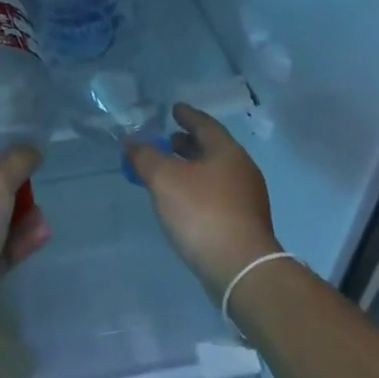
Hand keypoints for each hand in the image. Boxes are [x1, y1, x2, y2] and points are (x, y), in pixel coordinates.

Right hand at [126, 103, 276, 295]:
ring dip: (193, 167)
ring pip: (215, 173)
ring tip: (170, 170)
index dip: (188, 116)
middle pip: (213, 149)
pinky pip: (217, 195)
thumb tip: (132, 142)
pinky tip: (182, 200)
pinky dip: (198, 189)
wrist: (239, 268)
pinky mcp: (243, 224)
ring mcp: (247, 199)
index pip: (206, 125)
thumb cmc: (202, 212)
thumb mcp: (164, 179)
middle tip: (169, 140)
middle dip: (190, 143)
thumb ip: (145, 157)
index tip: (175, 109)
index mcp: (227, 152)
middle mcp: (242, 171)